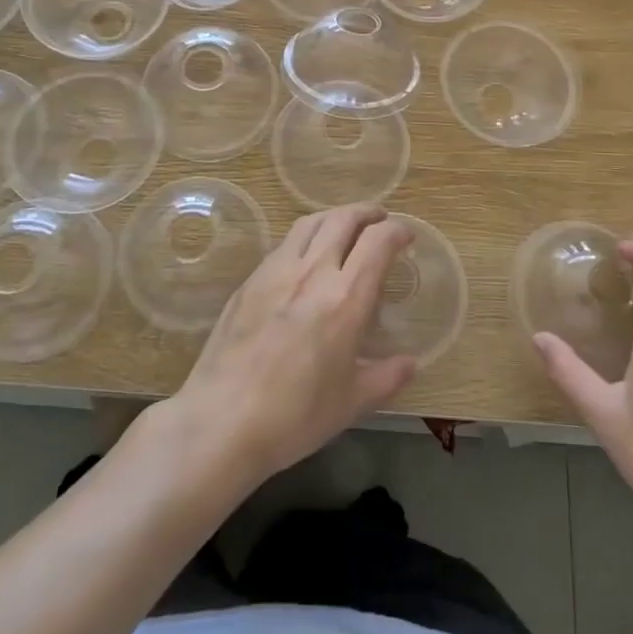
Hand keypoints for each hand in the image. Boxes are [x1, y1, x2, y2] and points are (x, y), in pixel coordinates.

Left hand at [169, 205, 416, 485]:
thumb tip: (410, 364)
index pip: (378, 242)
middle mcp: (313, 273)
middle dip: (367, 212)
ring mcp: (276, 272)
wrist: (221, 421)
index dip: (397, 231)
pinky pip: (284, 244)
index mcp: (345, 299)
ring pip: (310, 222)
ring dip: (334, 217)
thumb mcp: (351, 403)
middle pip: (343, 219)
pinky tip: (305, 258)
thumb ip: (386, 378)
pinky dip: (306, 238)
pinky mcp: (250, 281)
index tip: (406, 236)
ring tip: (344, 228)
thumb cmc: (294, 416)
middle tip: (379, 220)